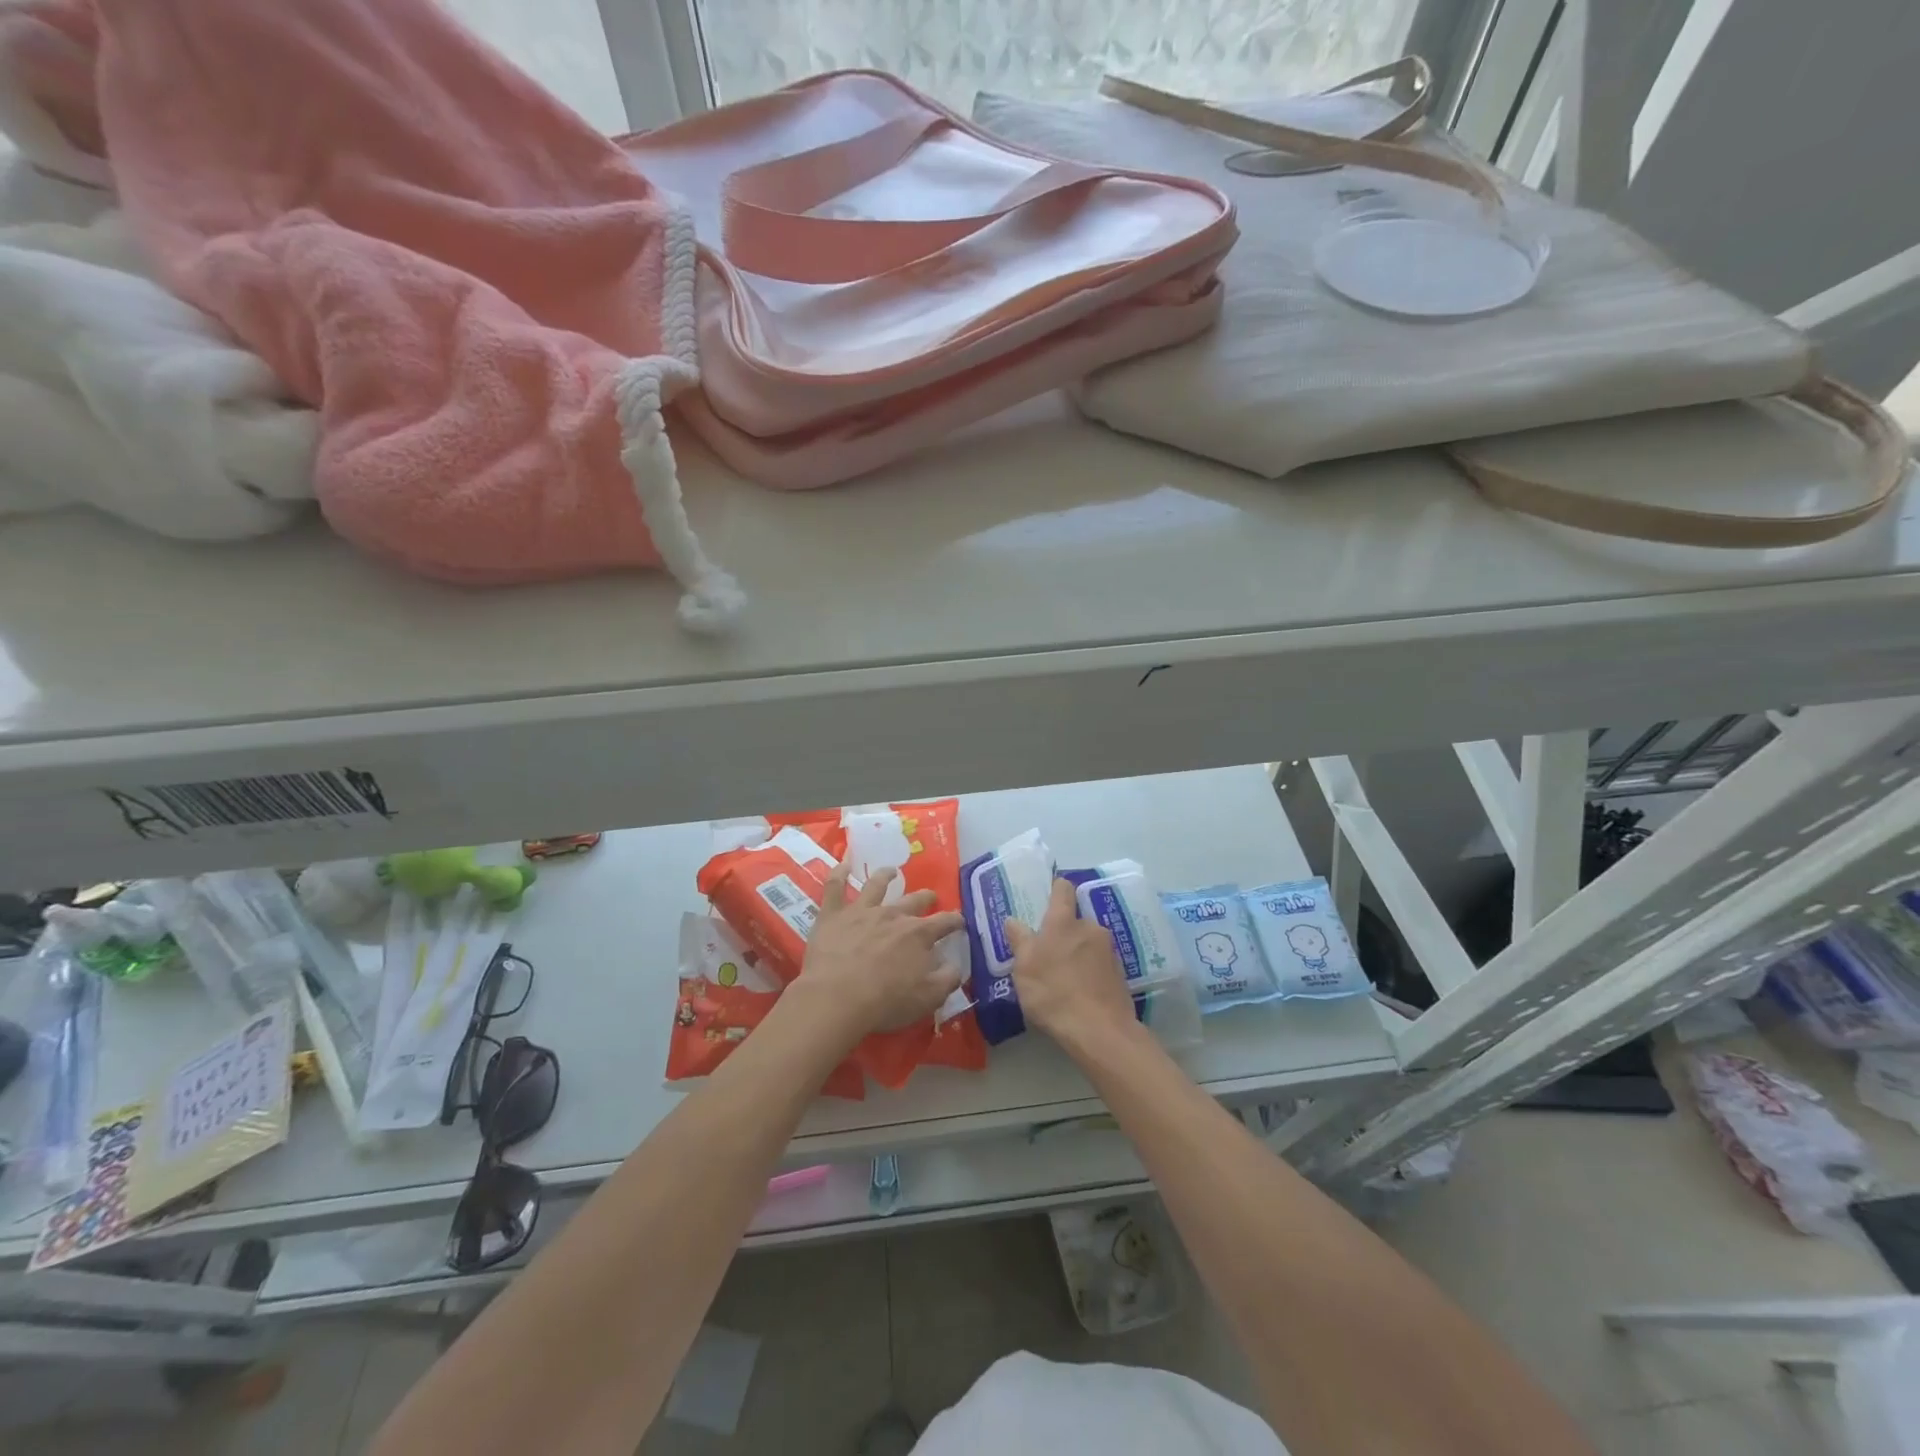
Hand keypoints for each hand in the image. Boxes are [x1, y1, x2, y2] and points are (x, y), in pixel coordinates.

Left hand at [785, 862, 965, 1052]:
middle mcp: (893, 914)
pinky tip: (843, 863)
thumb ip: (947, 980)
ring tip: (891, 871)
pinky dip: (839, 872)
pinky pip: (834, 886)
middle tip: (929, 897)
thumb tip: (957, 966)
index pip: (944, 922)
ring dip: (885, 875)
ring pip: (876, 884)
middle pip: (914, 900)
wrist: (836, 997)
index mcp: (919, 934)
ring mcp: (861, 910)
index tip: (960, 921)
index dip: (955, 920)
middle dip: (925, 897)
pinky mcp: (833, 914)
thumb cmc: (885, 1002)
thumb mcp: (928, 999)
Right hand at [1004, 878, 1138, 1048]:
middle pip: (1075, 921)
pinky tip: (1082, 992)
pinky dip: (1090, 971)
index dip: (1056, 888)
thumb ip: (1019, 940)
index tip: (1048, 896)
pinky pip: (1100, 964)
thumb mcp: (1024, 969)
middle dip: (1064, 933)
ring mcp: (1109, 950)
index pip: (1063, 889)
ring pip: (1088, 943)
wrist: (1100, 1031)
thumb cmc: (1054, 993)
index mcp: (1063, 922)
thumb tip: (1013, 920)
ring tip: (1065, 978)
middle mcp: (1090, 927)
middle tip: (1048, 955)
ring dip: (1078, 953)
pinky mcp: (1121, 973)